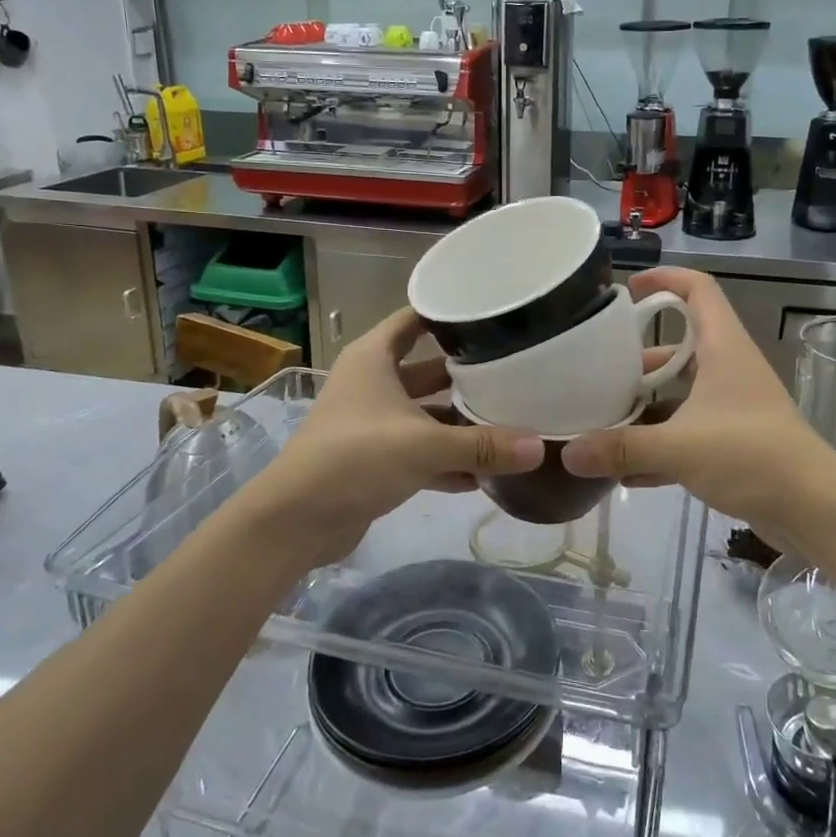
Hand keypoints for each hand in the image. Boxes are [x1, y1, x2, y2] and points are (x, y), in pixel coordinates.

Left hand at [252, 308, 543, 566]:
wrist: (296, 521)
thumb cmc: (354, 457)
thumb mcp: (423, 446)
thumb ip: (482, 445)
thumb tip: (540, 447)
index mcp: (374, 358)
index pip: (414, 319)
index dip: (449, 315)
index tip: (493, 316)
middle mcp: (373, 384)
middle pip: (428, 370)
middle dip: (467, 376)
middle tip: (515, 373)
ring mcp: (373, 423)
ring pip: (427, 415)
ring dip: (461, 423)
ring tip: (510, 424)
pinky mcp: (376, 460)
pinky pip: (421, 452)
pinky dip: (448, 460)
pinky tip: (486, 474)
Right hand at [563, 267, 835, 550]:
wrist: (815, 509)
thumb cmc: (751, 455)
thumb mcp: (679, 447)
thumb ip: (621, 448)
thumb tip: (568, 454)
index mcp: (723, 347)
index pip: (698, 289)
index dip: (665, 279)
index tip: (629, 289)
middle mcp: (729, 368)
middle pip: (681, 346)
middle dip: (639, 357)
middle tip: (598, 369)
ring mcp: (733, 406)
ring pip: (682, 392)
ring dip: (647, 404)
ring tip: (602, 419)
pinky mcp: (735, 441)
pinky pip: (688, 432)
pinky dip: (660, 445)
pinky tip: (625, 472)